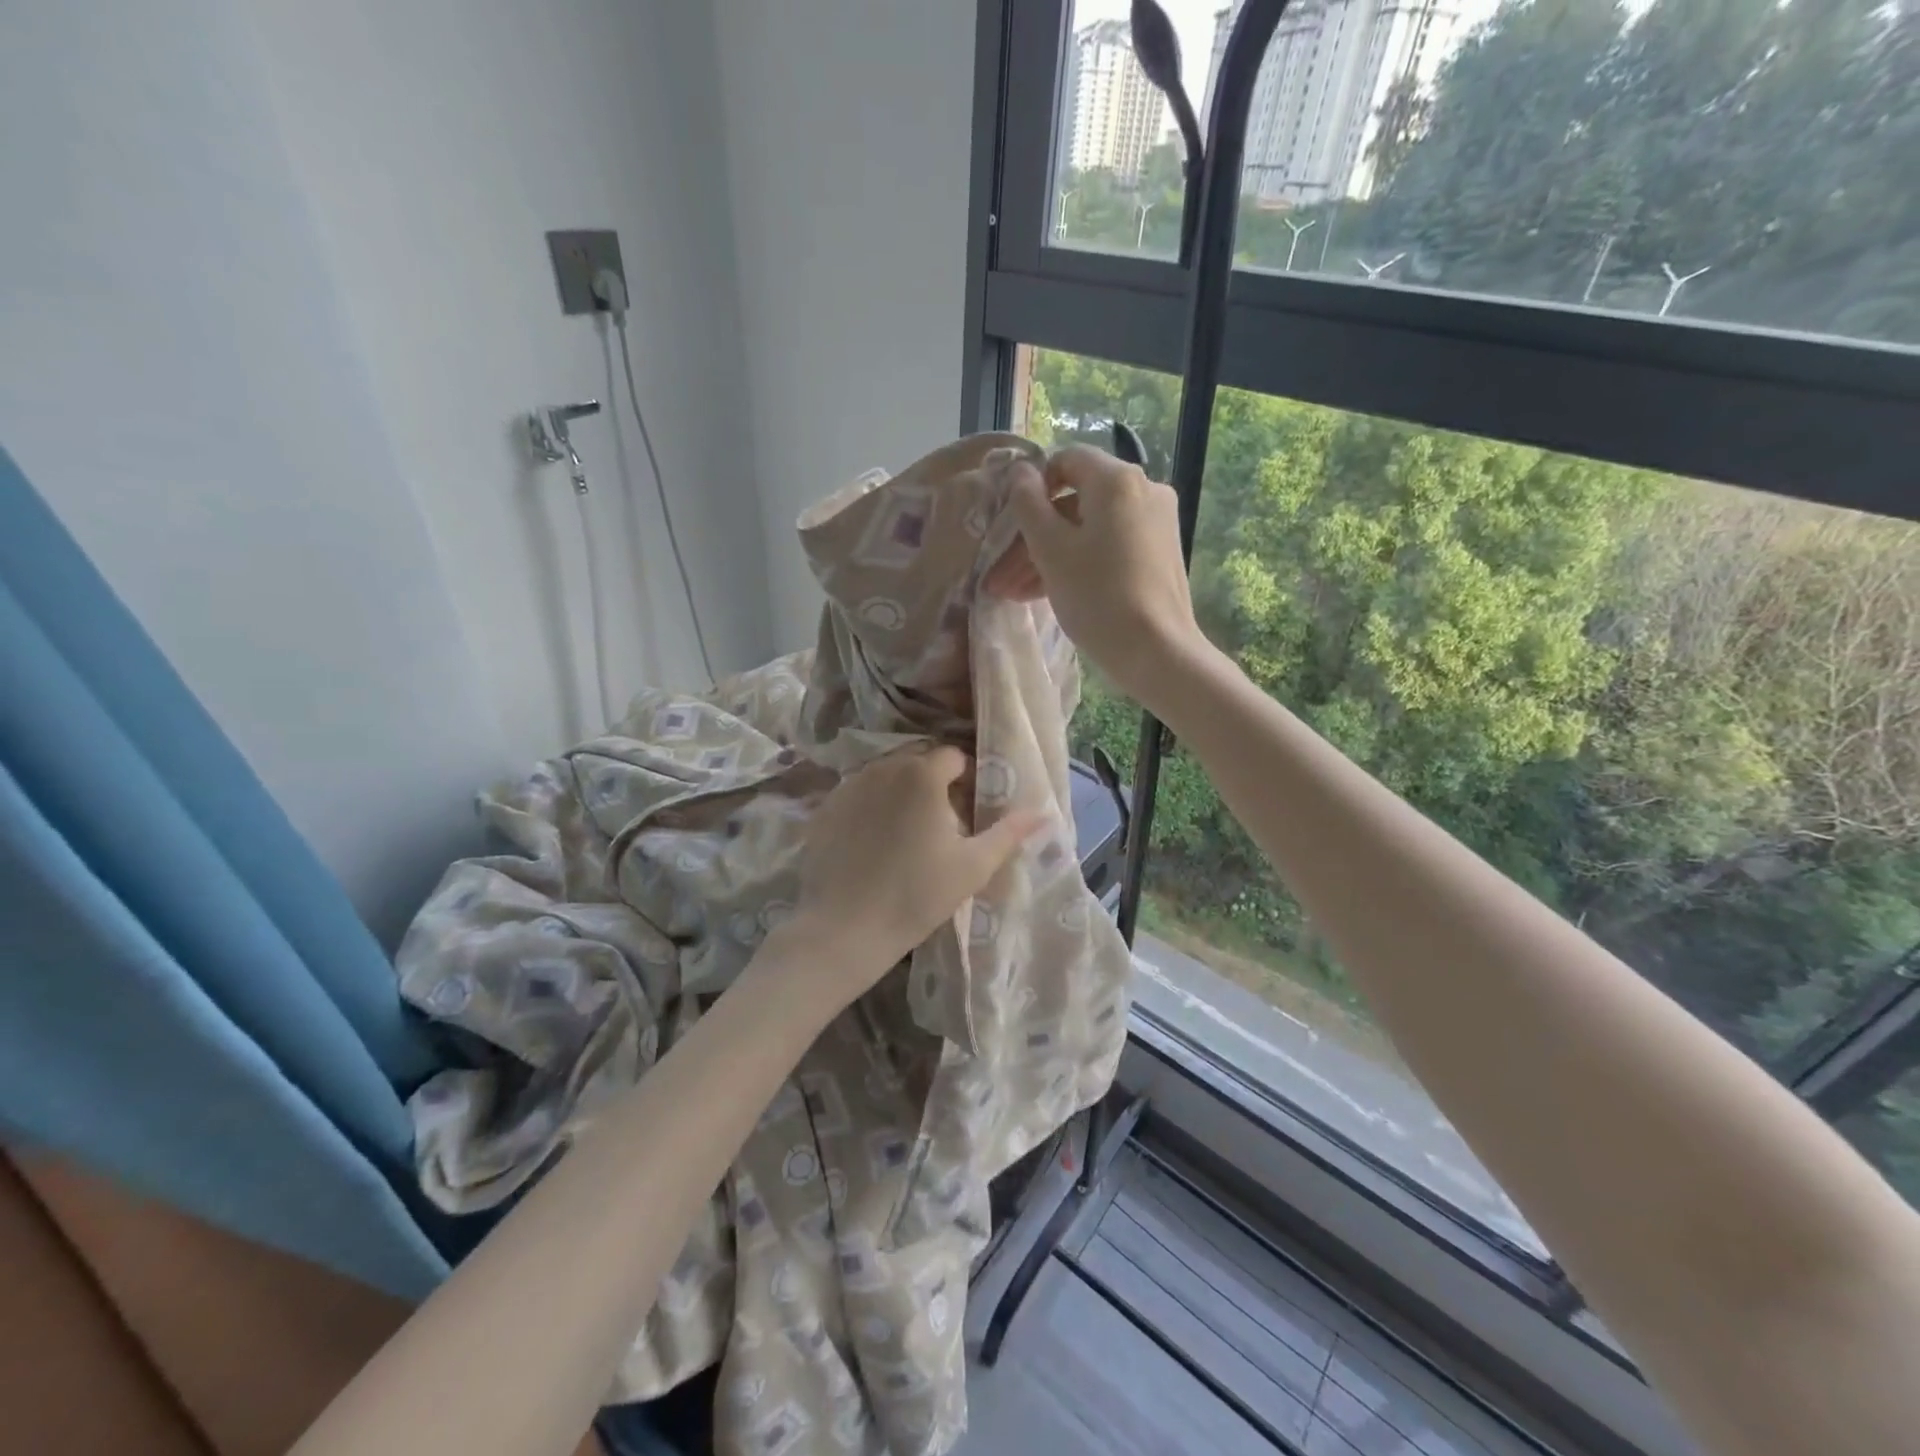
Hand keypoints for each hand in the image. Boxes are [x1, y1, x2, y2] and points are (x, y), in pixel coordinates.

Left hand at [773, 746, 1043, 1006]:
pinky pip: (859, 795)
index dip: (969, 780)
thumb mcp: (973, 866)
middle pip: (919, 761)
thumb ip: (1009, 833)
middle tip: (944, 825)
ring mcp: (848, 786)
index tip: (971, 812)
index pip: (954, 757)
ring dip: (904, 793)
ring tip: (910, 835)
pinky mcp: (825, 808)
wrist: (844, 929)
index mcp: (921, 774)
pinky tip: (875, 845)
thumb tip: (1043, 813)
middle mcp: (882, 767)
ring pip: (887, 776)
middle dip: (936, 784)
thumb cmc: (917, 895)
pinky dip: (873, 808)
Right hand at [984, 444, 1207, 711]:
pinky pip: (1109, 546)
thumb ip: (1029, 505)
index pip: (1066, 460)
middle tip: (1000, 576)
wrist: (1157, 652)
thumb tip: (1020, 472)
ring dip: (1049, 556)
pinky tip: (1046, 594)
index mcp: (1117, 480)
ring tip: (1014, 594)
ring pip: (1089, 529)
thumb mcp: (1051, 550)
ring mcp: (1155, 524)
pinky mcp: (1158, 554)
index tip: (1009, 525)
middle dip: (1033, 537)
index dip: (1031, 487)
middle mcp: (1143, 490)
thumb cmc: (1098, 596)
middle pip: (1075, 502)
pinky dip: (1078, 563)